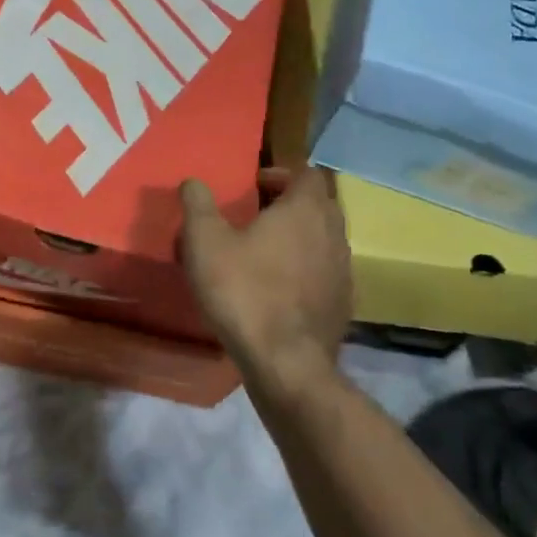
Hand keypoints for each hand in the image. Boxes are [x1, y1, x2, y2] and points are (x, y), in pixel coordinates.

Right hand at [178, 166, 350, 378]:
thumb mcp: (205, 242)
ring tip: (263, 252)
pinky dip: (305, 270)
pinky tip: (277, 288)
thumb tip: (193, 181)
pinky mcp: (343, 303)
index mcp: (305, 210)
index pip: (306, 173)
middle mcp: (333, 233)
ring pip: (323, 239)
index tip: (253, 186)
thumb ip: (197, 205)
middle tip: (255, 215)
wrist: (286, 363)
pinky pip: (325, 272)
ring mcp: (343, 270)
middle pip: (319, 204)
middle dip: (289, 203)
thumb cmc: (244, 291)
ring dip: (299, 237)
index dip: (281, 173)